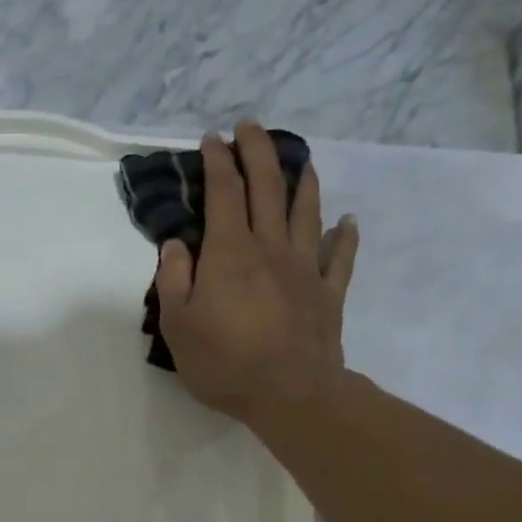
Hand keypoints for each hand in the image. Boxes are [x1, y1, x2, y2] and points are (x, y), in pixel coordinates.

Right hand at [154, 119, 359, 424]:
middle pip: (267, 188)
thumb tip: (175, 244)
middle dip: (258, 152)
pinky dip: (345, 235)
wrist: (290, 393)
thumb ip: (174, 280)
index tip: (212, 140)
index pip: (223, 194)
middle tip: (251, 127)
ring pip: (307, 212)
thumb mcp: (178, 326)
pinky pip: (340, 256)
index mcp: (230, 253)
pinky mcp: (329, 293)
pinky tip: (347, 222)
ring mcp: (305, 268)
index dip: (217, 163)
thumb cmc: (224, 362)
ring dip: (303, 181)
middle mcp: (270, 248)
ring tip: (300, 160)